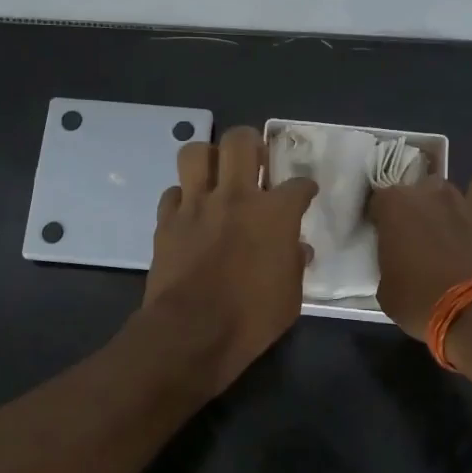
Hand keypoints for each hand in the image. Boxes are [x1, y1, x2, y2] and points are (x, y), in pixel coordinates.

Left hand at [141, 126, 318, 392]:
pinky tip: (190, 212)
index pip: (298, 184)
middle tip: (255, 161)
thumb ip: (294, 265)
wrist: (191, 332)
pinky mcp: (167, 221)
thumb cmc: (251, 318)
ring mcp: (196, 205)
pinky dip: (183, 198)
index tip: (304, 193)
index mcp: (274, 213)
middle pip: (240, 141)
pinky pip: (173, 193)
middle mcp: (235, 196)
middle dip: (251, 143)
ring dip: (208, 159)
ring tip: (216, 175)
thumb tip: (298, 249)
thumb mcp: (290, 297)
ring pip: (196, 153)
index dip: (304, 187)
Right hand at [366, 168, 471, 339]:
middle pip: (428, 186)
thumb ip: (391, 265)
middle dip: (425, 205)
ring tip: (469, 220)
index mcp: (399, 206)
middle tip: (424, 234)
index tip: (385, 237)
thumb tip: (400, 266)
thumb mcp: (388, 292)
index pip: (380, 198)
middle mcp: (436, 195)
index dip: (383, 217)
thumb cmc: (422, 302)